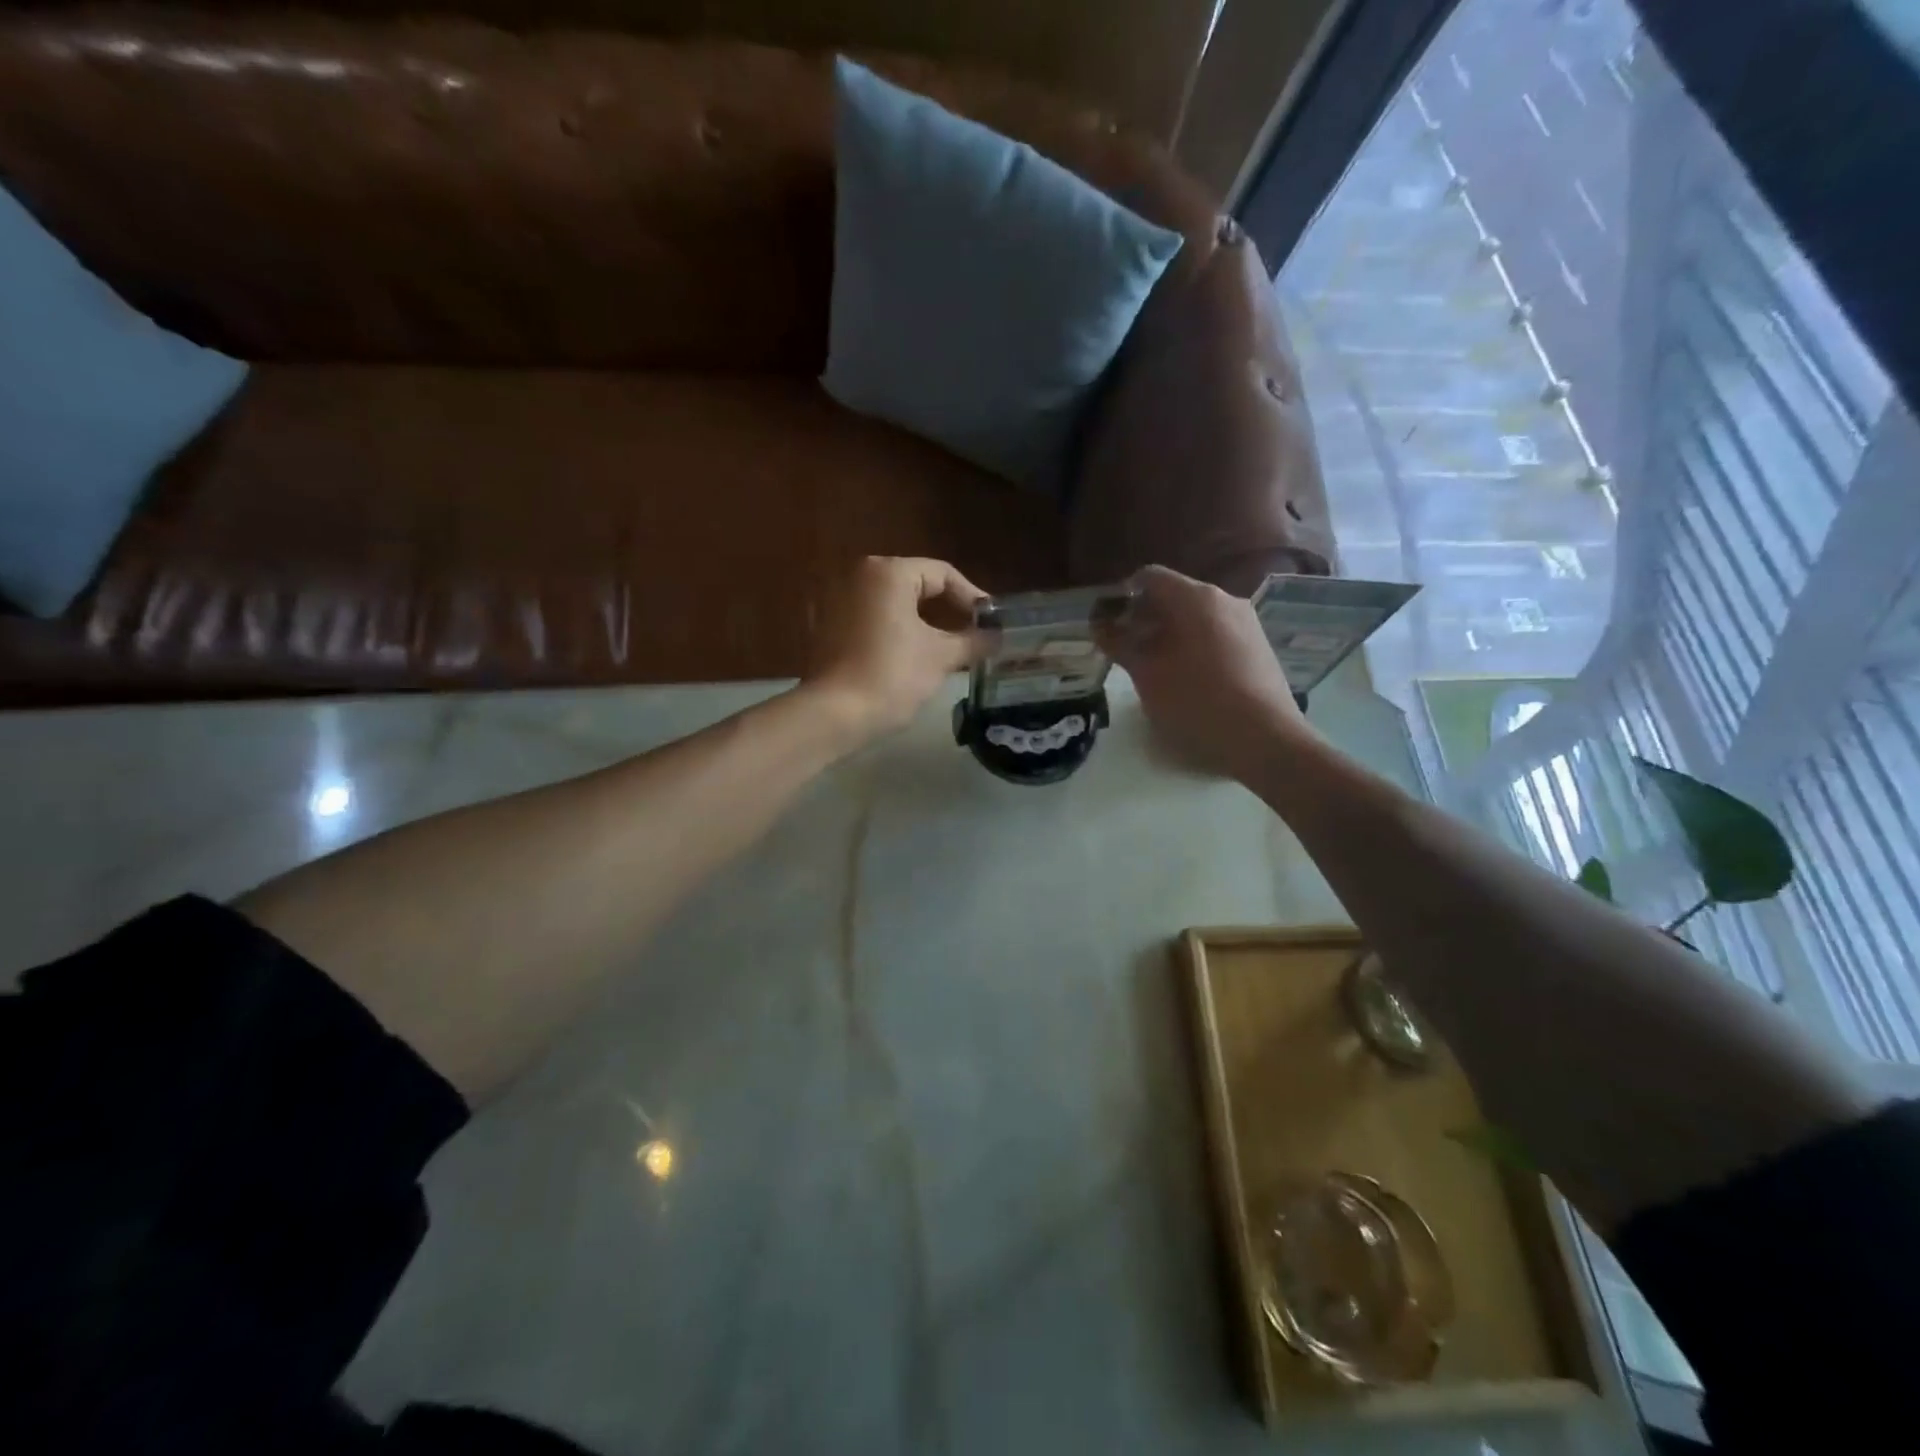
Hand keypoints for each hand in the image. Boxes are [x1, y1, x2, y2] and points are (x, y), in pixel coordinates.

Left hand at [804, 556, 988, 741]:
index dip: (972, 598)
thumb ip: (974, 641)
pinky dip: (893, 632)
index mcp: (887, 572)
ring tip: (948, 649)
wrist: (833, 715)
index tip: (992, 624)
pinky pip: (870, 620)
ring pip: (891, 604)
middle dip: (947, 610)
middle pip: (915, 585)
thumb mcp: (941, 657)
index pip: (942, 574)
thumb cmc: (892, 676)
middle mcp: (857, 575)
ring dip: (921, 623)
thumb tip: (998, 637)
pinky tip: (911, 657)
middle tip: (974, 635)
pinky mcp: (824, 627)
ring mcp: (835, 600)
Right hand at [1099, 565, 1311, 781]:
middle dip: (1145, 618)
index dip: (1122, 597)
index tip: (1108, 626)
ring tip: (1155, 668)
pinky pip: (1216, 634)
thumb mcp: (1146, 674)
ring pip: (1196, 616)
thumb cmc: (1195, 701)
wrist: (1264, 739)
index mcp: (1195, 597)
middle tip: (1126, 650)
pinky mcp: (1259, 646)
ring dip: (1169, 634)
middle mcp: (1224, 599)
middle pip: (1174, 595)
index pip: (1149, 577)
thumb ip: (1119, 644)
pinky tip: (1188, 679)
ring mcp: (1247, 622)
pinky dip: (1194, 646)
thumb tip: (1100, 626)